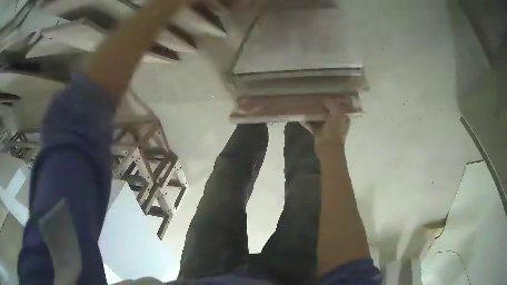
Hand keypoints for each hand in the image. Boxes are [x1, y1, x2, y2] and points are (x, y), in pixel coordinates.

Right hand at [306, 101, 349, 154]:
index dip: (333, 101)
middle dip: (321, 106)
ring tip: (305, 106)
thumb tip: (325, 99)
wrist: (328, 149)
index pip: (339, 107)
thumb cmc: (334, 131)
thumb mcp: (336, 114)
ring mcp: (327, 128)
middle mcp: (336, 123)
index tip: (325, 96)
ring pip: (319, 118)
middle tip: (313, 100)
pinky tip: (301, 117)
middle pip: (328, 112)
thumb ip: (332, 105)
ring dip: (313, 113)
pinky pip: (312, 125)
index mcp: (343, 118)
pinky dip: (307, 121)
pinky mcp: (319, 133)